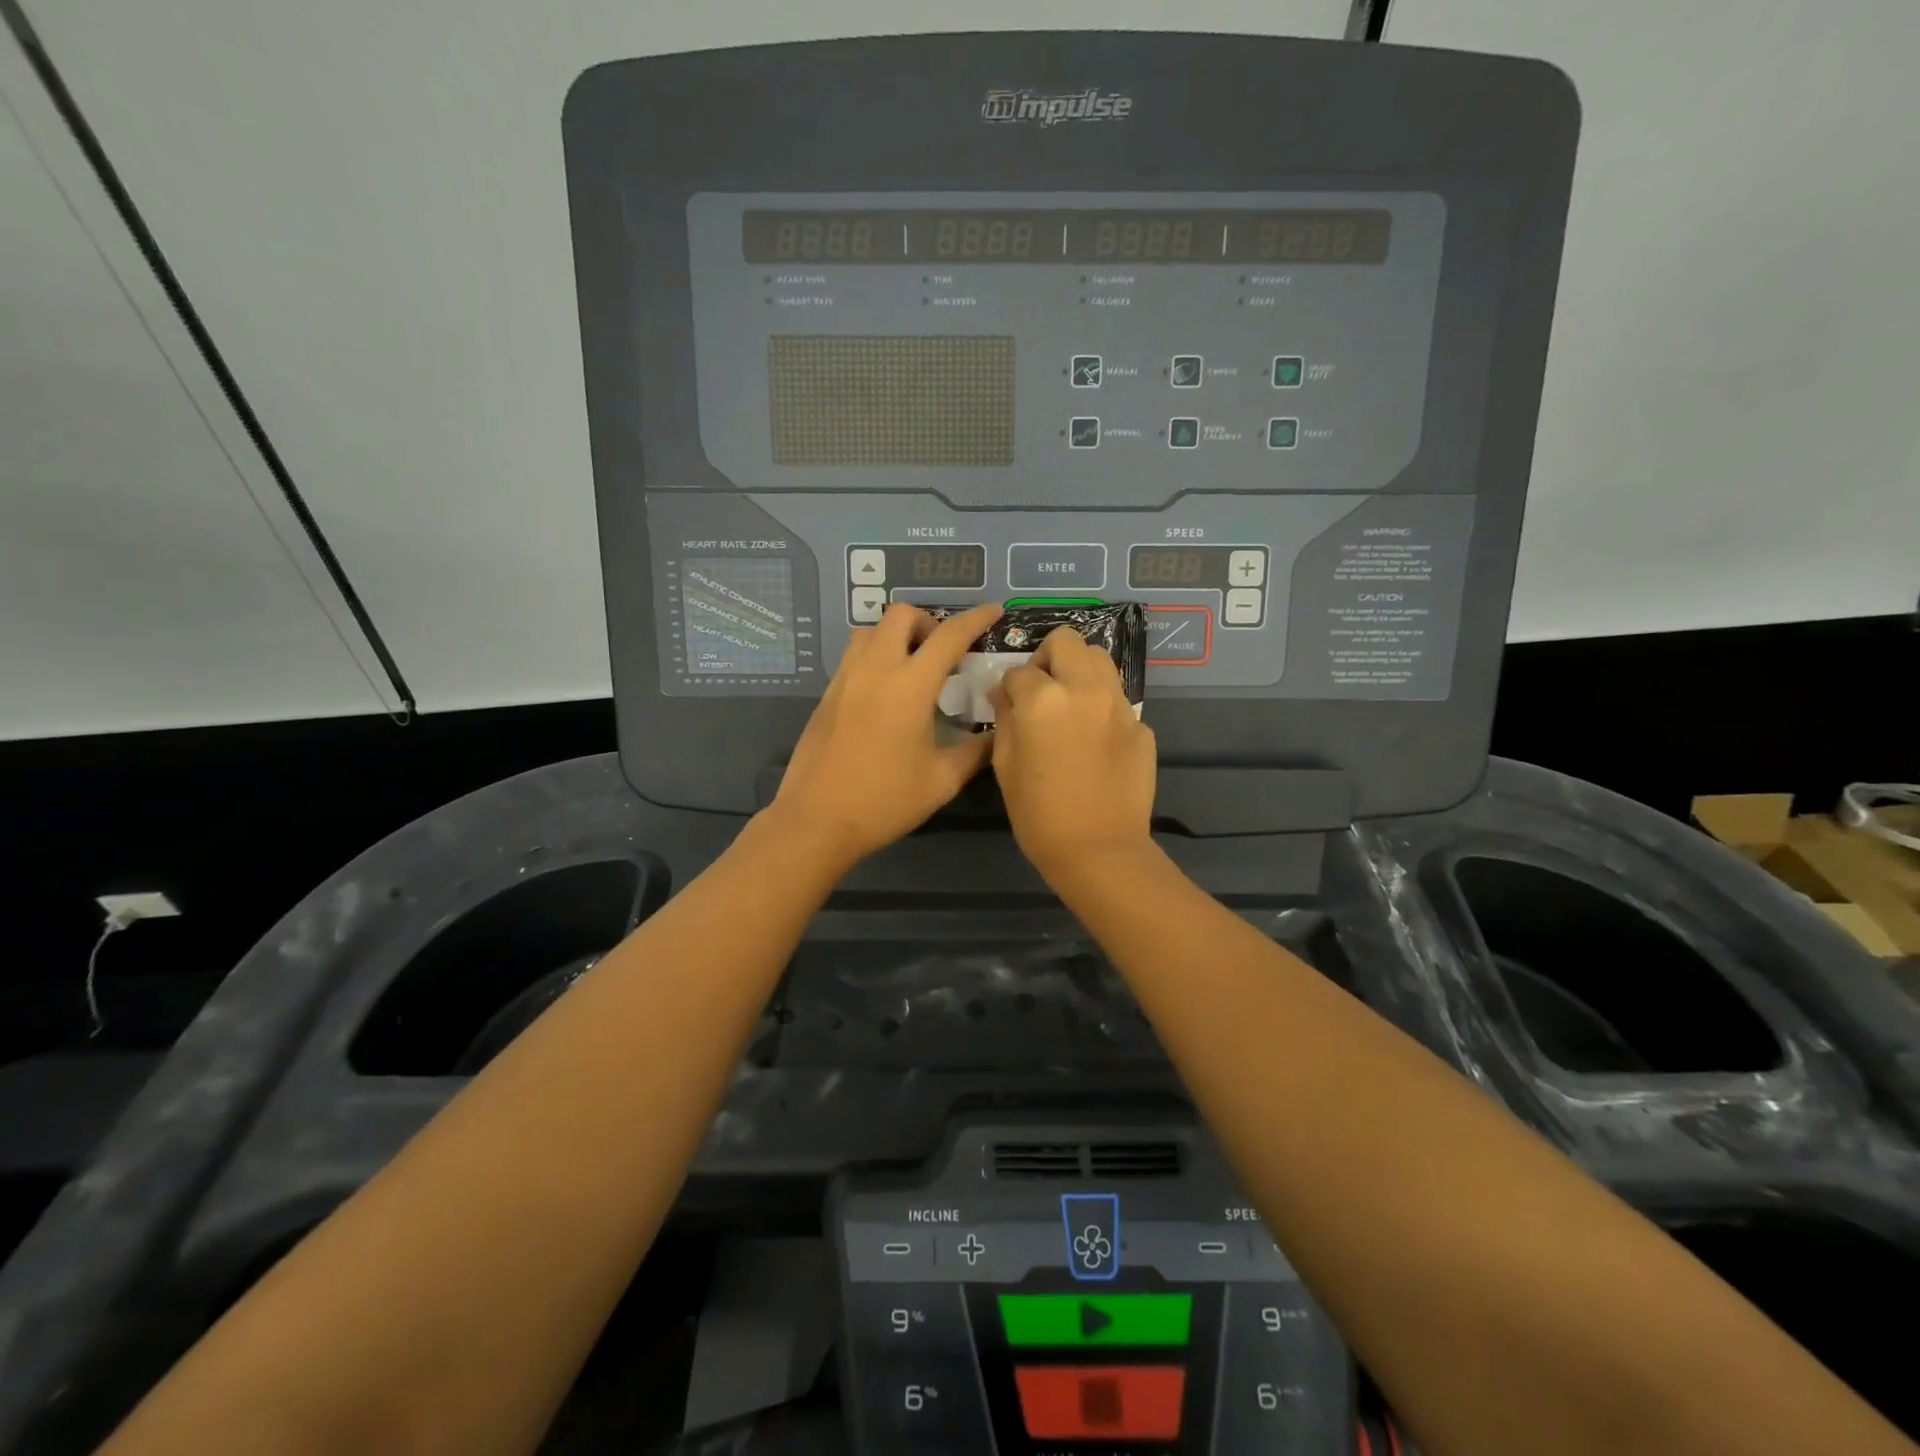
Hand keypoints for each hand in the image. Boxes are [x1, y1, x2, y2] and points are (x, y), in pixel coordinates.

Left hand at [771, 602, 1002, 868]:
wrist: (817, 820)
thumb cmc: (885, 801)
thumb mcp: (942, 781)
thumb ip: (975, 752)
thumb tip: (997, 735)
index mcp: (909, 686)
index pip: (949, 636)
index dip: (976, 619)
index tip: (993, 611)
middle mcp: (875, 670)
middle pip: (901, 615)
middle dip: (929, 622)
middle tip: (943, 652)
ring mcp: (845, 679)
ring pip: (870, 631)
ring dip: (897, 636)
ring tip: (912, 667)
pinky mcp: (827, 695)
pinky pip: (854, 656)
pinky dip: (876, 656)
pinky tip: (885, 693)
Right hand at [989, 626, 1156, 878]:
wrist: (1099, 850)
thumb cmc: (1039, 814)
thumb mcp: (1005, 765)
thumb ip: (1004, 719)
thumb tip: (1005, 693)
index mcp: (1044, 699)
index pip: (1019, 671)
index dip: (1010, 688)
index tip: (1009, 705)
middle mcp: (1085, 689)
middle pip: (1067, 641)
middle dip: (1047, 658)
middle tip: (1041, 689)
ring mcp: (1119, 705)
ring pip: (1100, 659)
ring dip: (1079, 670)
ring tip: (1070, 703)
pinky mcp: (1141, 726)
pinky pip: (1117, 699)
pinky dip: (1101, 706)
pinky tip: (1094, 740)